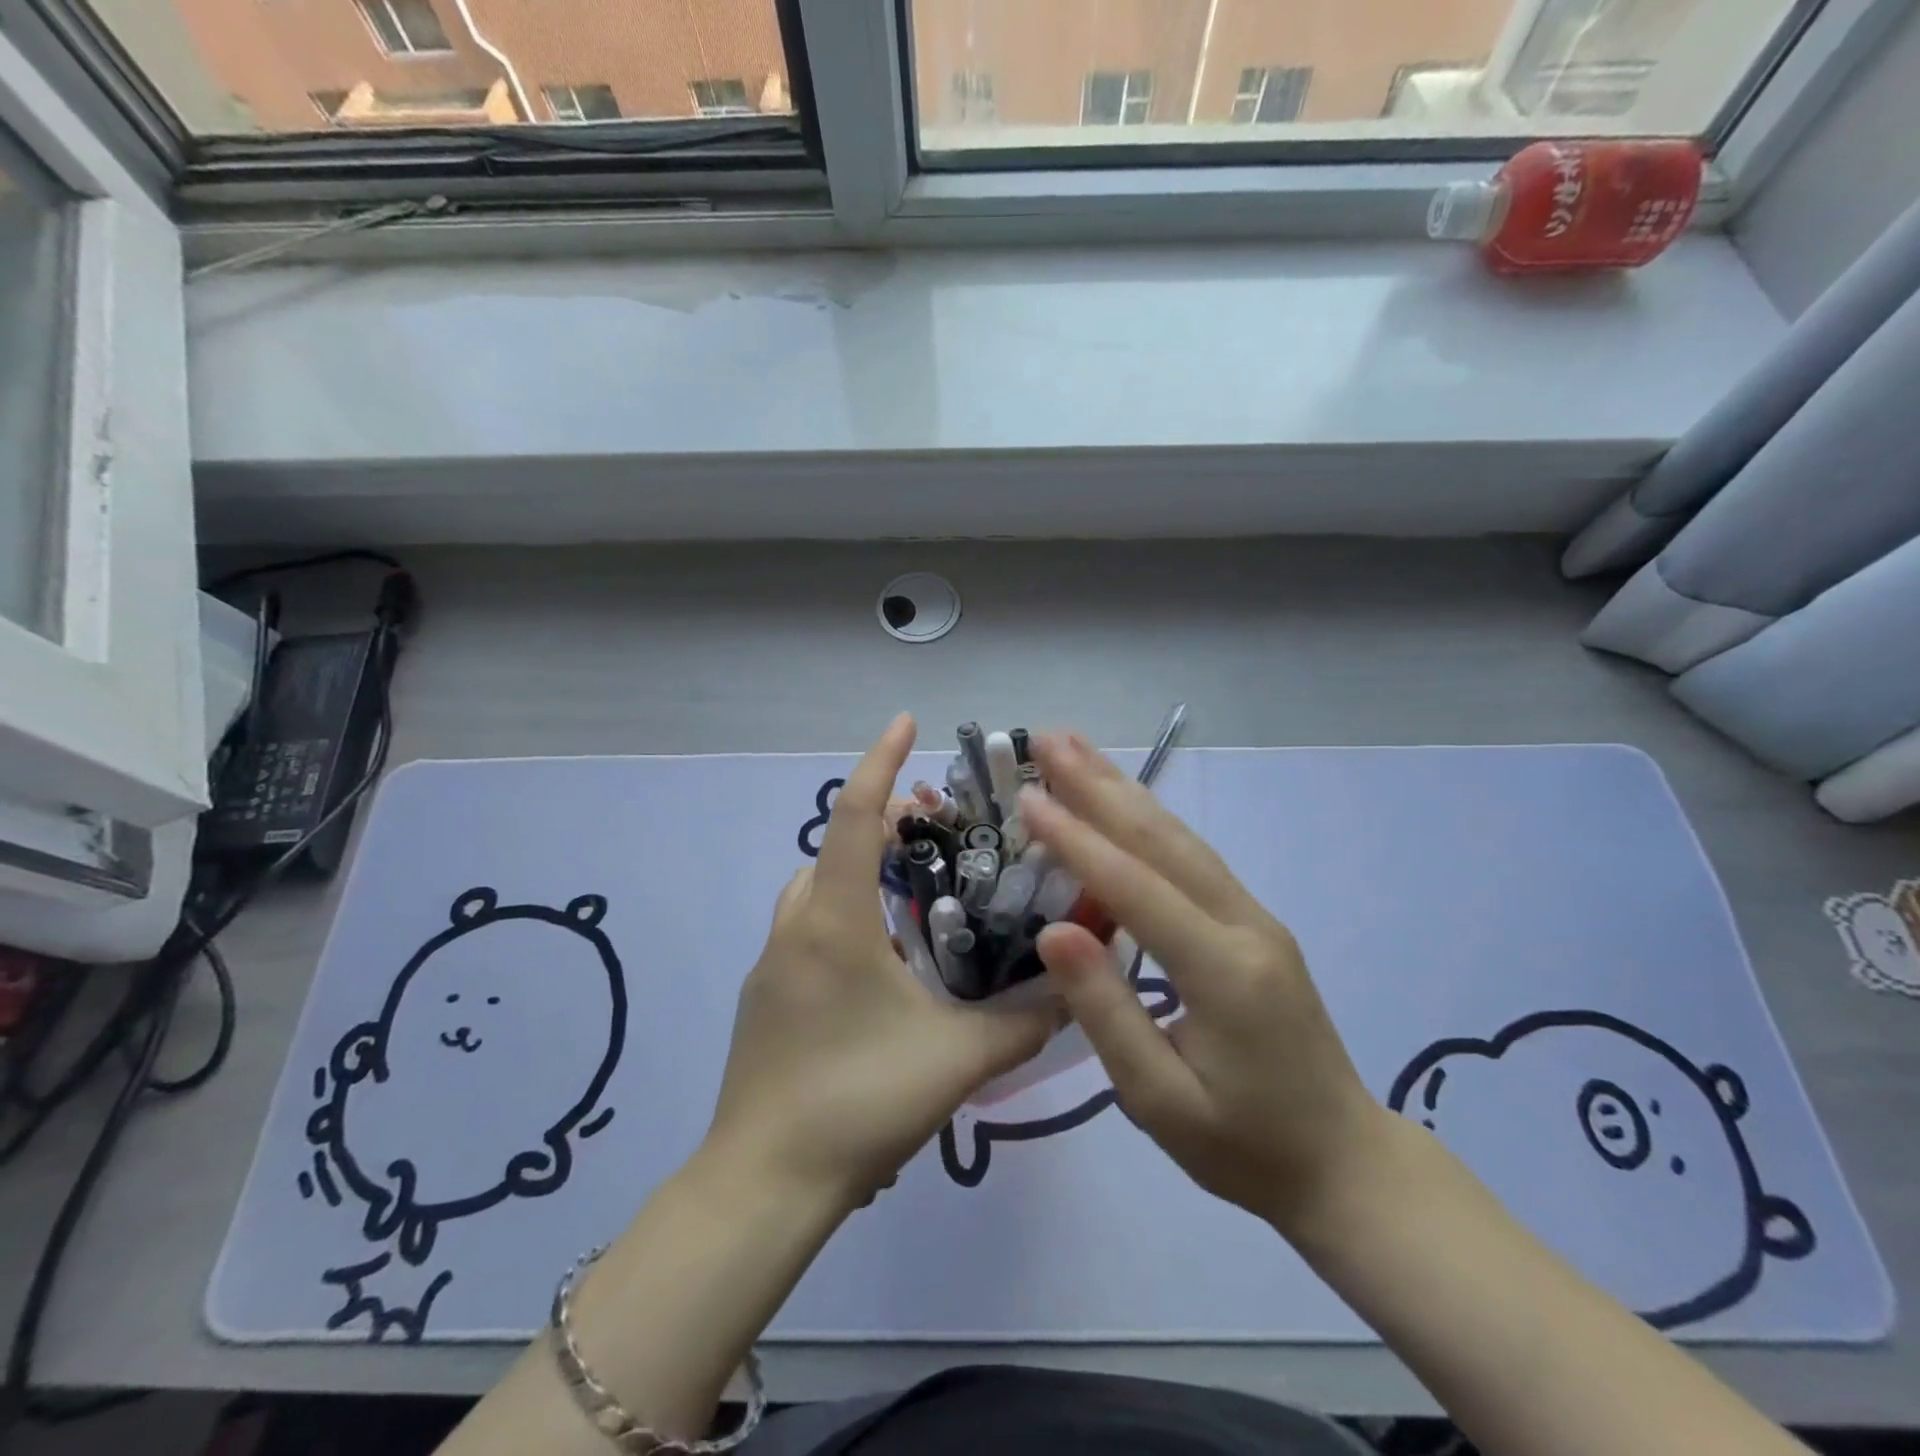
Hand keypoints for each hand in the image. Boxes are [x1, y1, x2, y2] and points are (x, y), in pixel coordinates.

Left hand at [706, 714, 1057, 1204]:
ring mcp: (773, 964)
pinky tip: (883, 964)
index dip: (881, 762)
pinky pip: (807, 930)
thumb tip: (1073, 990)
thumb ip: (1023, 1023)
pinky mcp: (766, 998)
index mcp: (834, 920)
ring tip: (913, 896)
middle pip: (835, 847)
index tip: (907, 722)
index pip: (855, 817)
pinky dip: (844, 916)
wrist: (764, 1184)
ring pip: (816, 889)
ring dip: (858, 872)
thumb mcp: (956, 1060)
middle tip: (934, 832)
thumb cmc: (857, 1101)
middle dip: (881, 824)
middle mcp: (796, 927)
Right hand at [1022, 732, 1390, 1234]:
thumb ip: (1106, 1012)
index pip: (1137, 887)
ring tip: (1077, 750)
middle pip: (1164, 841)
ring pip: (1181, 840)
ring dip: (1125, 790)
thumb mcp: (1158, 1100)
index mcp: (1223, 972)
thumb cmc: (1243, 1146)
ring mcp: (1255, 918)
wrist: (1343, 1163)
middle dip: (1101, 785)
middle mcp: (1245, 925)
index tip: (1027, 797)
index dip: (1077, 840)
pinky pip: (1193, 859)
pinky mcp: (1253, 923)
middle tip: (1048, 740)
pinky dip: (1149, 822)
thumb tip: (1054, 930)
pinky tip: (1123, 802)